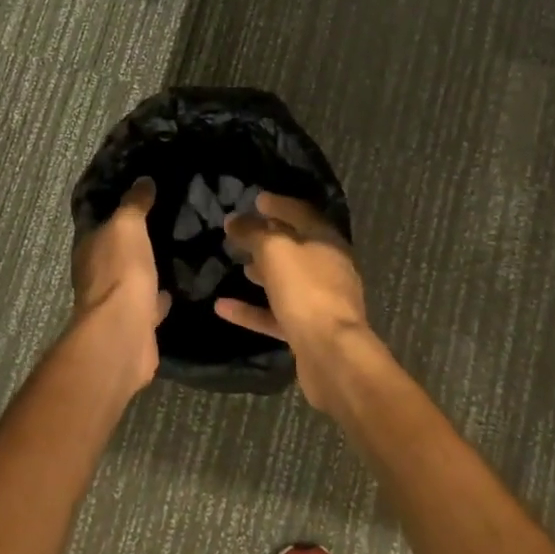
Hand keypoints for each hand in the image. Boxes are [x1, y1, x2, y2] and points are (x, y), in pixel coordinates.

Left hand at [69, 177, 168, 391]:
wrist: (124, 333)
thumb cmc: (120, 272)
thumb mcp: (127, 226)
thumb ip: (134, 204)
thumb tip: (143, 180)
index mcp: (89, 249)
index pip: (98, 222)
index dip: (114, 208)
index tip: (138, 195)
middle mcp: (96, 275)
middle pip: (115, 251)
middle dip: (133, 239)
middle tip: (162, 220)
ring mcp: (115, 301)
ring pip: (133, 277)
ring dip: (147, 267)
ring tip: (173, 251)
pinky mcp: (136, 323)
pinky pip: (149, 302)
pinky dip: (159, 295)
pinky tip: (177, 286)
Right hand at [218, 192, 380, 413]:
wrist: (332, 354)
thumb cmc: (306, 291)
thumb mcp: (275, 251)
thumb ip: (253, 233)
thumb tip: (234, 220)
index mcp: (327, 241)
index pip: (302, 213)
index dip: (279, 205)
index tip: (256, 200)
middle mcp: (328, 268)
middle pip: (296, 246)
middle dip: (269, 238)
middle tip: (241, 232)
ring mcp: (319, 301)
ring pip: (287, 280)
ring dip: (263, 271)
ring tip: (238, 263)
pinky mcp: (307, 331)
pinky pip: (275, 314)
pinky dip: (252, 309)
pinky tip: (222, 307)